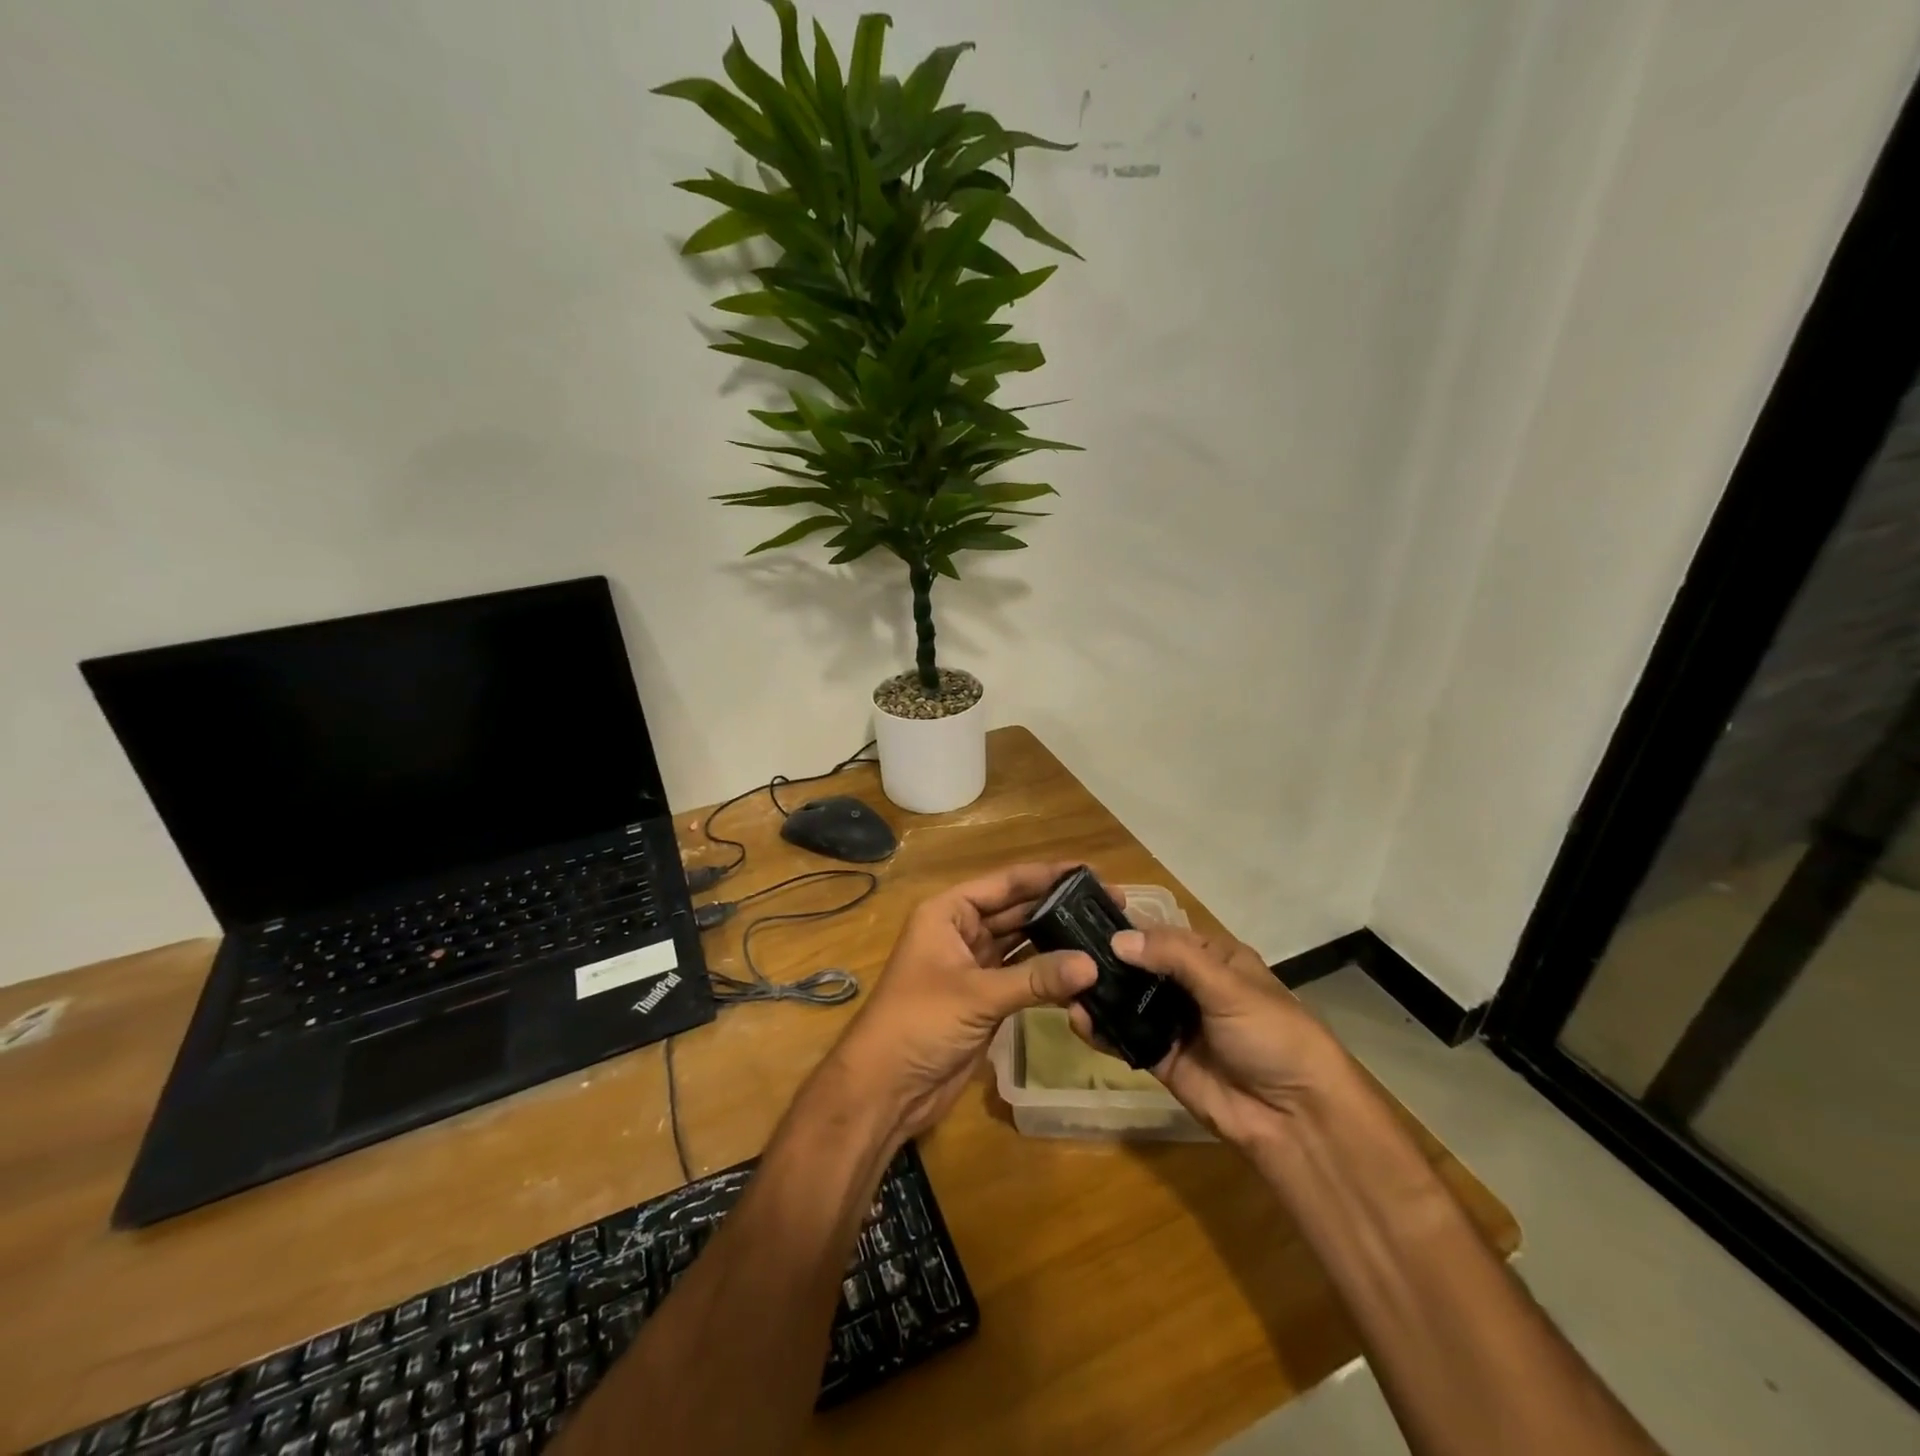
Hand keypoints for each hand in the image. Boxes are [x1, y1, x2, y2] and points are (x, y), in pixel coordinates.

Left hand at [827, 863, 1097, 1140]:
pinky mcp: (985, 999)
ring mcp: (974, 966)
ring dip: (1056, 942)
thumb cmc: (919, 1022)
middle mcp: (962, 931)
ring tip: (1103, 935)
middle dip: (1057, 908)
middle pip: (1016, 911)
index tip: (1090, 871)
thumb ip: (1035, 978)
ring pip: (1022, 944)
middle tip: (1108, 906)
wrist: (886, 1087)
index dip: (1045, 875)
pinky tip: (1083, 974)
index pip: (1004, 883)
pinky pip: (1023, 977)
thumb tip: (1092, 964)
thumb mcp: (977, 995)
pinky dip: (1049, 976)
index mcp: (949, 913)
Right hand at [1066, 924, 1346, 1155]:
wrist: (1296, 1117)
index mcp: (1211, 958)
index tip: (1081, 917)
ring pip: (1127, 1000)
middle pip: (1137, 966)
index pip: (1159, 932)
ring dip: (1099, 993)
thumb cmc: (1272, 1035)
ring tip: (1063, 986)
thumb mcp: (1228, 985)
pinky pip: (1126, 1038)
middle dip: (1104, 960)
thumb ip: (1174, 957)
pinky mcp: (1161, 1058)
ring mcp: (1174, 1023)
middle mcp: (1188, 986)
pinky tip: (1078, 1020)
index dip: (1125, 925)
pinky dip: (1102, 1030)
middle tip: (1061, 952)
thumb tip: (1117, 940)